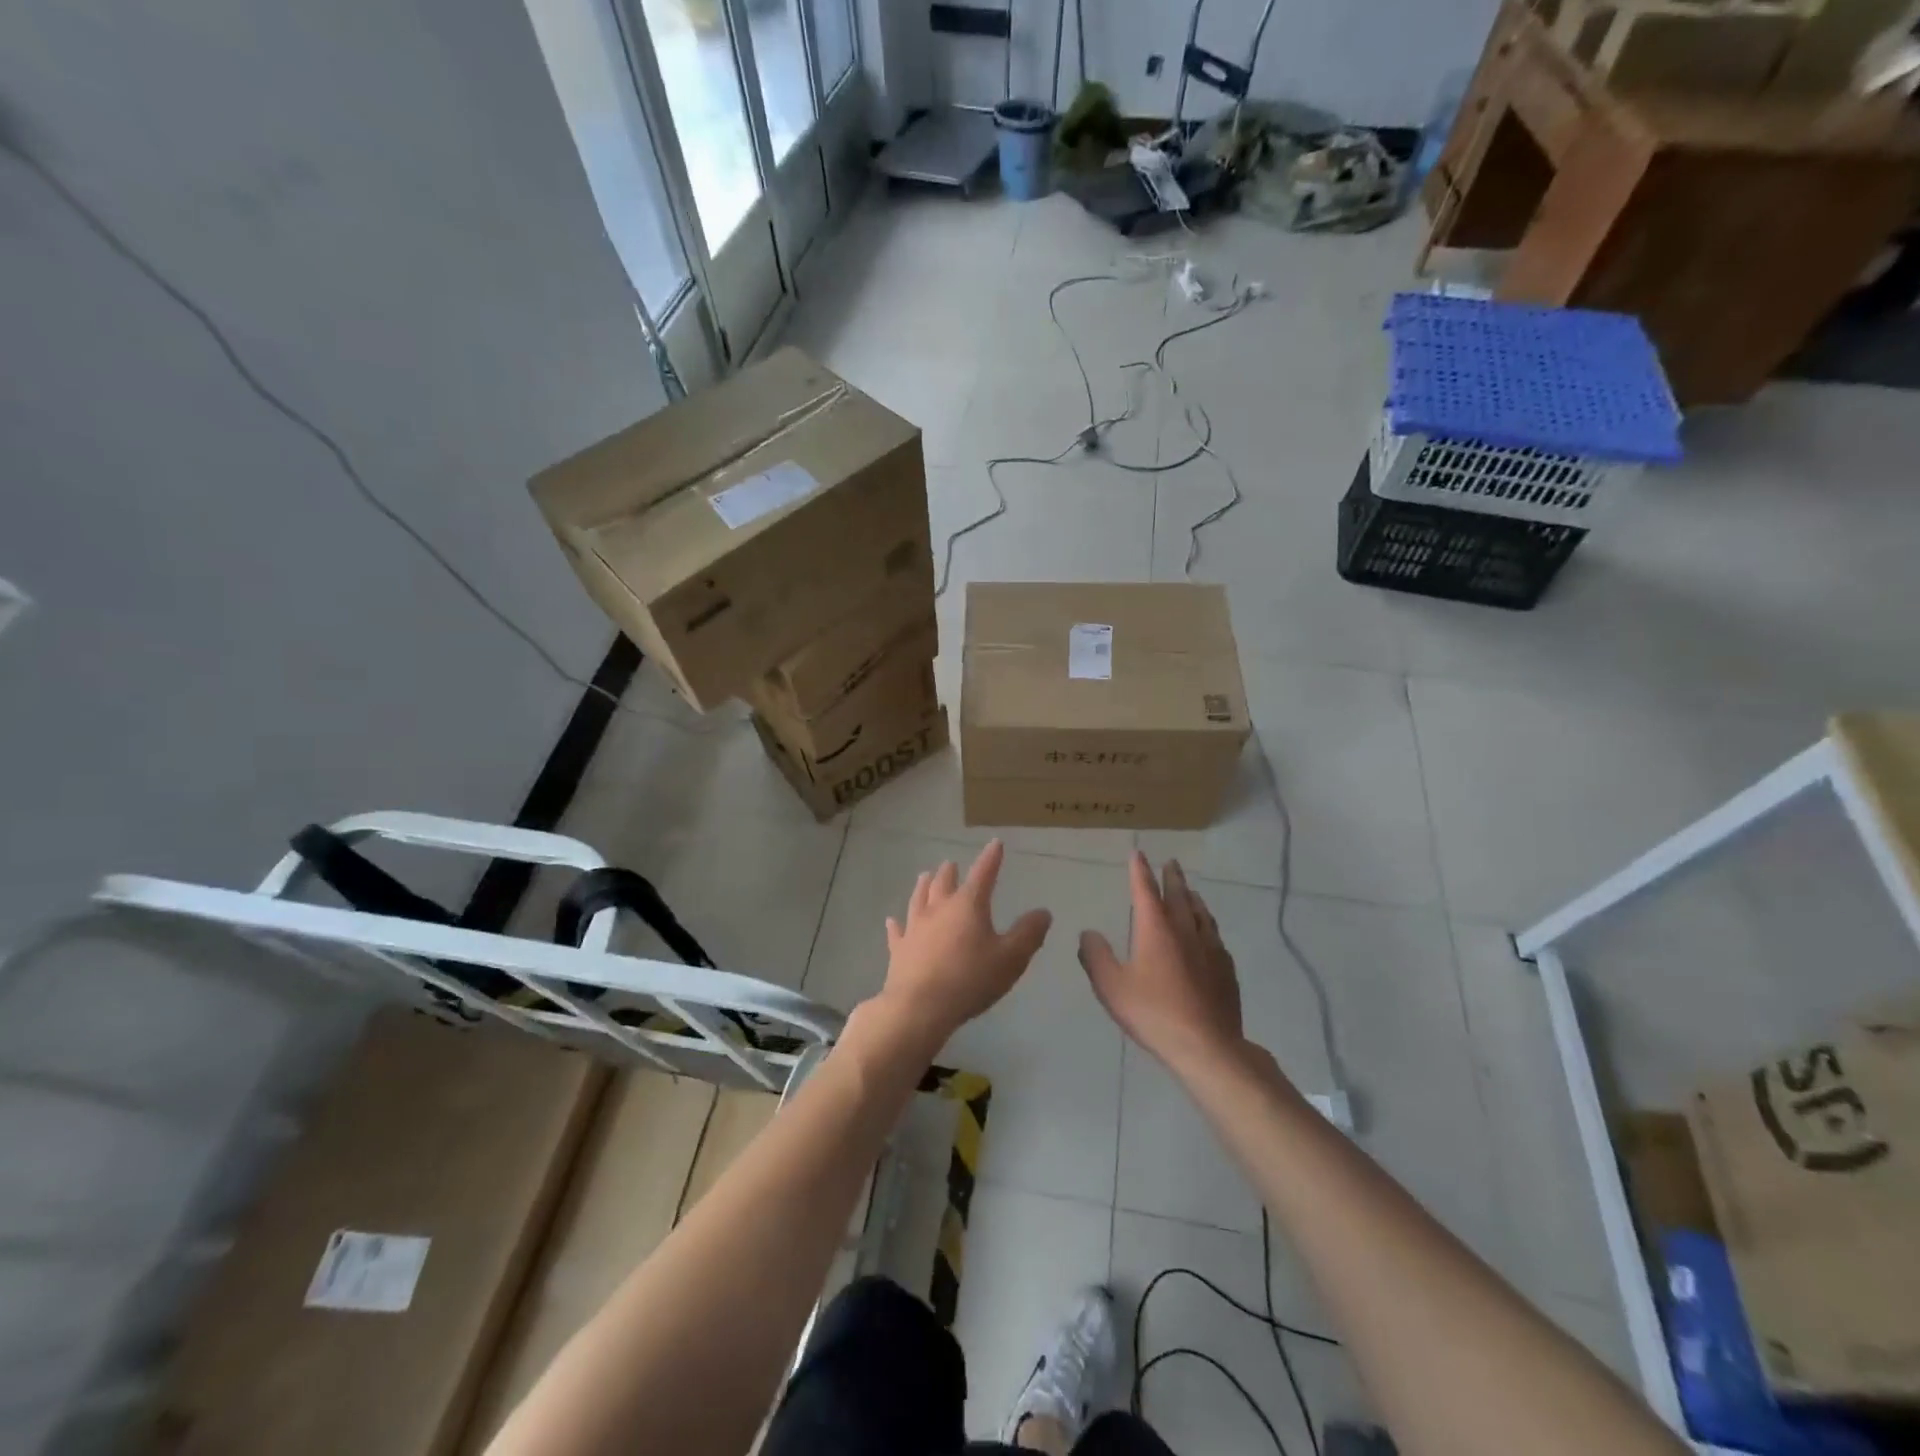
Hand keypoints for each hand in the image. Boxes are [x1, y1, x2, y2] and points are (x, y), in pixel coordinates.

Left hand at [878, 840, 1051, 1051]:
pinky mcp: (899, 949)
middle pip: (944, 882)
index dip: (991, 858)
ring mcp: (915, 927)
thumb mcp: (1011, 958)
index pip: (983, 874)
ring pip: (919, 898)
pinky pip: (897, 931)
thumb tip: (1043, 912)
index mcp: (968, 905)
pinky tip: (892, 920)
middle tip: (951, 863)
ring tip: (925, 876)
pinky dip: (896, 924)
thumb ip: (1029, 934)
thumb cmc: (971, 979)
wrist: (920, 1007)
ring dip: (924, 886)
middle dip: (951, 871)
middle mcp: (939, 908)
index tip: (995, 843)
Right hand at [1079, 853, 1243, 1073]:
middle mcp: (1185, 930)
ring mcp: (1210, 949)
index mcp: (1156, 929)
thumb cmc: (1153, 1013)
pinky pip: (1215, 936)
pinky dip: (1208, 925)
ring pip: (1201, 913)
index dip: (1140, 871)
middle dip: (1172, 877)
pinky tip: (1209, 934)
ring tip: (1190, 891)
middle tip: (1172, 862)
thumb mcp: (1111, 986)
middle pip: (1179, 895)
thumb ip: (1096, 956)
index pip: (1145, 890)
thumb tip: (1088, 932)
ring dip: (1193, 898)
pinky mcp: (1226, 969)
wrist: (1207, 1046)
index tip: (1138, 854)